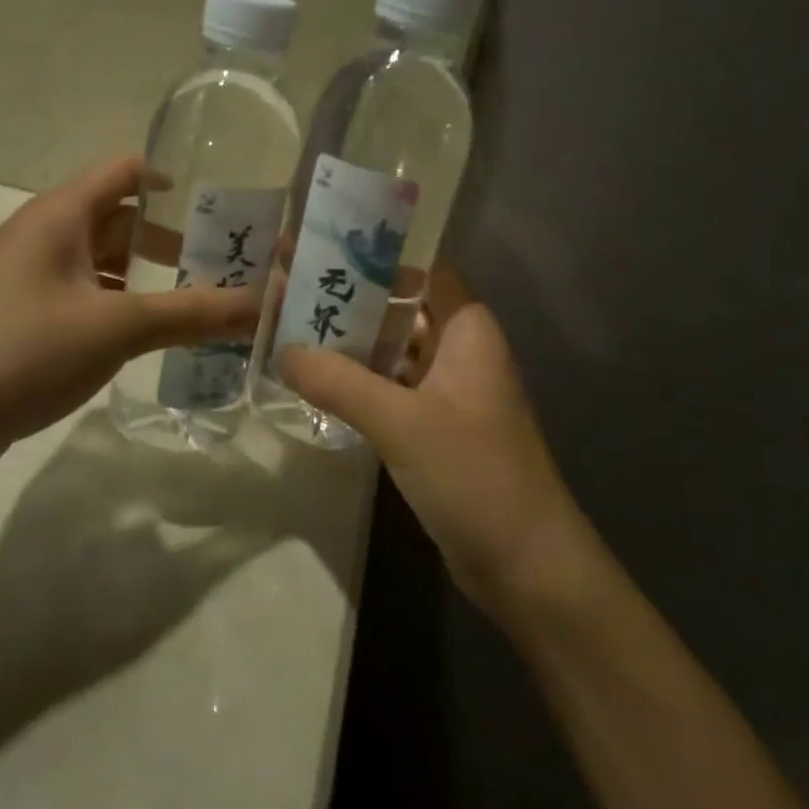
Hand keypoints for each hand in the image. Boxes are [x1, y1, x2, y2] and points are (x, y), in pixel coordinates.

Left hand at [0, 156, 258, 462]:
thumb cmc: (21, 350)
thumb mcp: (116, 328)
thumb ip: (192, 313)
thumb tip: (264, 303)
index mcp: (61, 215)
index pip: (126, 171)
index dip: (175, 179)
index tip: (223, 206)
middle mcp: (45, 237)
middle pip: (120, 220)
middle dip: (173, 240)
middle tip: (229, 265)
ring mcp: (31, 280)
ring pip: (103, 265)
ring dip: (149, 279)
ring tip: (202, 304)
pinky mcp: (25, 321)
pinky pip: (86, 300)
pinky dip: (122, 309)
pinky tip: (152, 339)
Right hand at [280, 267, 601, 617]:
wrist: (526, 564)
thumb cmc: (474, 474)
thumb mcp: (400, 422)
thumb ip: (338, 382)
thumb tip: (281, 350)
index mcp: (466, 329)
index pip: (421, 268)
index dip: (376, 253)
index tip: (322, 244)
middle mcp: (459, 350)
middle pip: (401, 307)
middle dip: (350, 297)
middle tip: (288, 285)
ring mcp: (448, 391)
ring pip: (393, 350)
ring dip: (350, 342)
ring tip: (289, 326)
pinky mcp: (435, 428)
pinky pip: (391, 389)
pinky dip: (358, 381)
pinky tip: (316, 381)